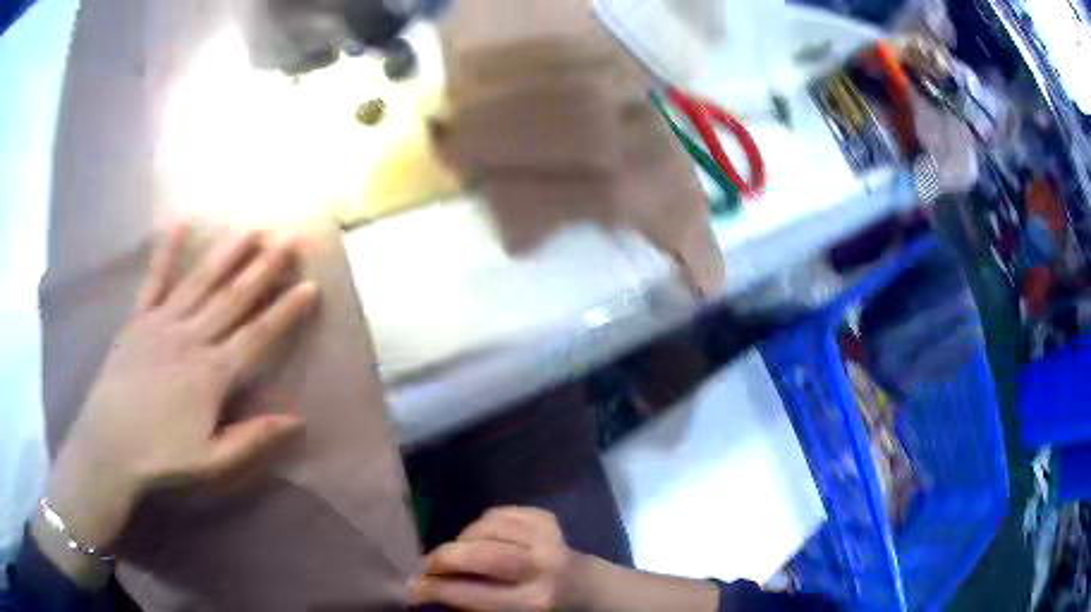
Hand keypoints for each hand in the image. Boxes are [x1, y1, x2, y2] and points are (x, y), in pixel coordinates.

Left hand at [44, 225, 317, 553]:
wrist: (110, 444)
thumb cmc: (162, 455)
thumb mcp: (213, 460)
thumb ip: (253, 437)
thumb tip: (298, 420)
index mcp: (212, 373)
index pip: (257, 335)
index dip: (286, 310)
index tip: (309, 285)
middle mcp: (192, 337)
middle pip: (233, 297)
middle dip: (264, 267)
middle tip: (288, 239)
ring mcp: (163, 322)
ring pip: (201, 280)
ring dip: (228, 253)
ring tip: (251, 228)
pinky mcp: (139, 318)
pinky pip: (155, 279)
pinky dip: (166, 251)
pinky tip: (179, 224)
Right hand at [410, 507, 584, 610]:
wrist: (587, 588)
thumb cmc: (540, 609)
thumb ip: (469, 602)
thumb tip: (421, 588)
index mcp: (531, 602)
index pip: (470, 593)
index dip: (433, 588)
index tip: (411, 588)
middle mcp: (542, 569)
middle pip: (482, 555)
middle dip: (444, 557)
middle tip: (425, 564)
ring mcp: (547, 539)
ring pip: (488, 528)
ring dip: (463, 539)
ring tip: (457, 552)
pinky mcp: (547, 519)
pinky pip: (500, 512)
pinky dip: (482, 523)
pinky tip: (482, 537)